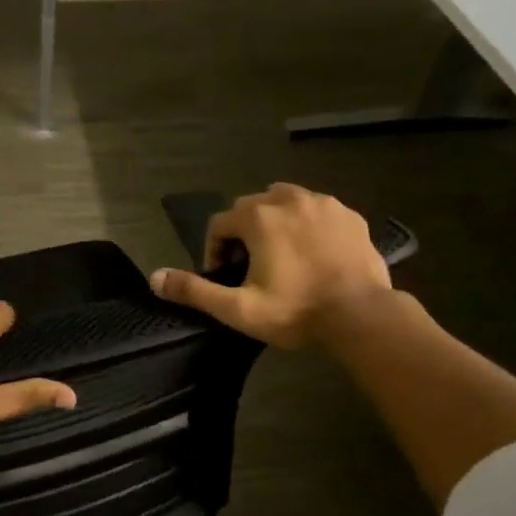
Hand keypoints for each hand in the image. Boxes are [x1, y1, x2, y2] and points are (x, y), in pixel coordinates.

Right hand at [149, 183, 393, 348]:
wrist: (361, 316)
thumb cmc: (294, 312)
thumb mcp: (237, 308)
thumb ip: (194, 290)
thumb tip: (154, 278)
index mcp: (259, 217)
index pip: (220, 223)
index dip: (215, 250)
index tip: (225, 277)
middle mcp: (289, 199)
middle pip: (251, 206)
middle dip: (244, 232)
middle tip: (250, 267)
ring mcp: (324, 204)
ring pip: (286, 201)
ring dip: (275, 222)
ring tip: (281, 256)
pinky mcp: (351, 215)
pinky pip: (317, 210)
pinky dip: (307, 225)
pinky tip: (313, 254)